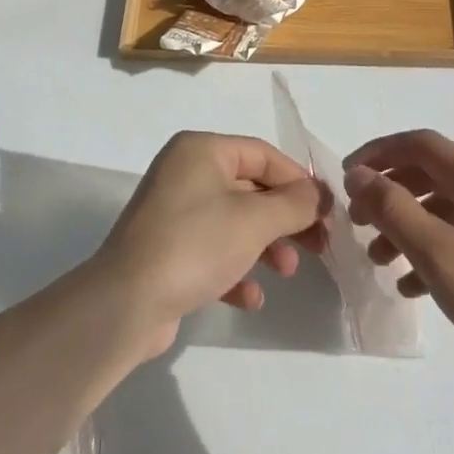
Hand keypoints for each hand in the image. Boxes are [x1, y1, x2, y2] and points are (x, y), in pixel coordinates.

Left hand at [92, 132, 328, 360]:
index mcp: (201, 150)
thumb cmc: (195, 244)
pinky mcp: (167, 251)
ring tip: (286, 272)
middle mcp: (185, 173)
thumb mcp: (254, 220)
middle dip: (285, 219)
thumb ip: (294, 204)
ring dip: (265, 246)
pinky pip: (213, 252)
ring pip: (234, 222)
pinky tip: (250, 298)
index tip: (327, 212)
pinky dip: (235, 270)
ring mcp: (173, 213)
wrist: (126, 303)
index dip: (298, 181)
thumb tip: (318, 194)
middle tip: (317, 245)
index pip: (262, 154)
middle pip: (250, 189)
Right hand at [344, 131, 453, 389]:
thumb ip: (392, 207)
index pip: (420, 144)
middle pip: (431, 174)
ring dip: (408, 225)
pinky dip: (434, 248)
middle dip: (390, 193)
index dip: (379, 153)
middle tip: (360, 222)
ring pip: (446, 208)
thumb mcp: (436, 252)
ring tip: (380, 260)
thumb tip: (359, 174)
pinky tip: (413, 285)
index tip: (347, 178)